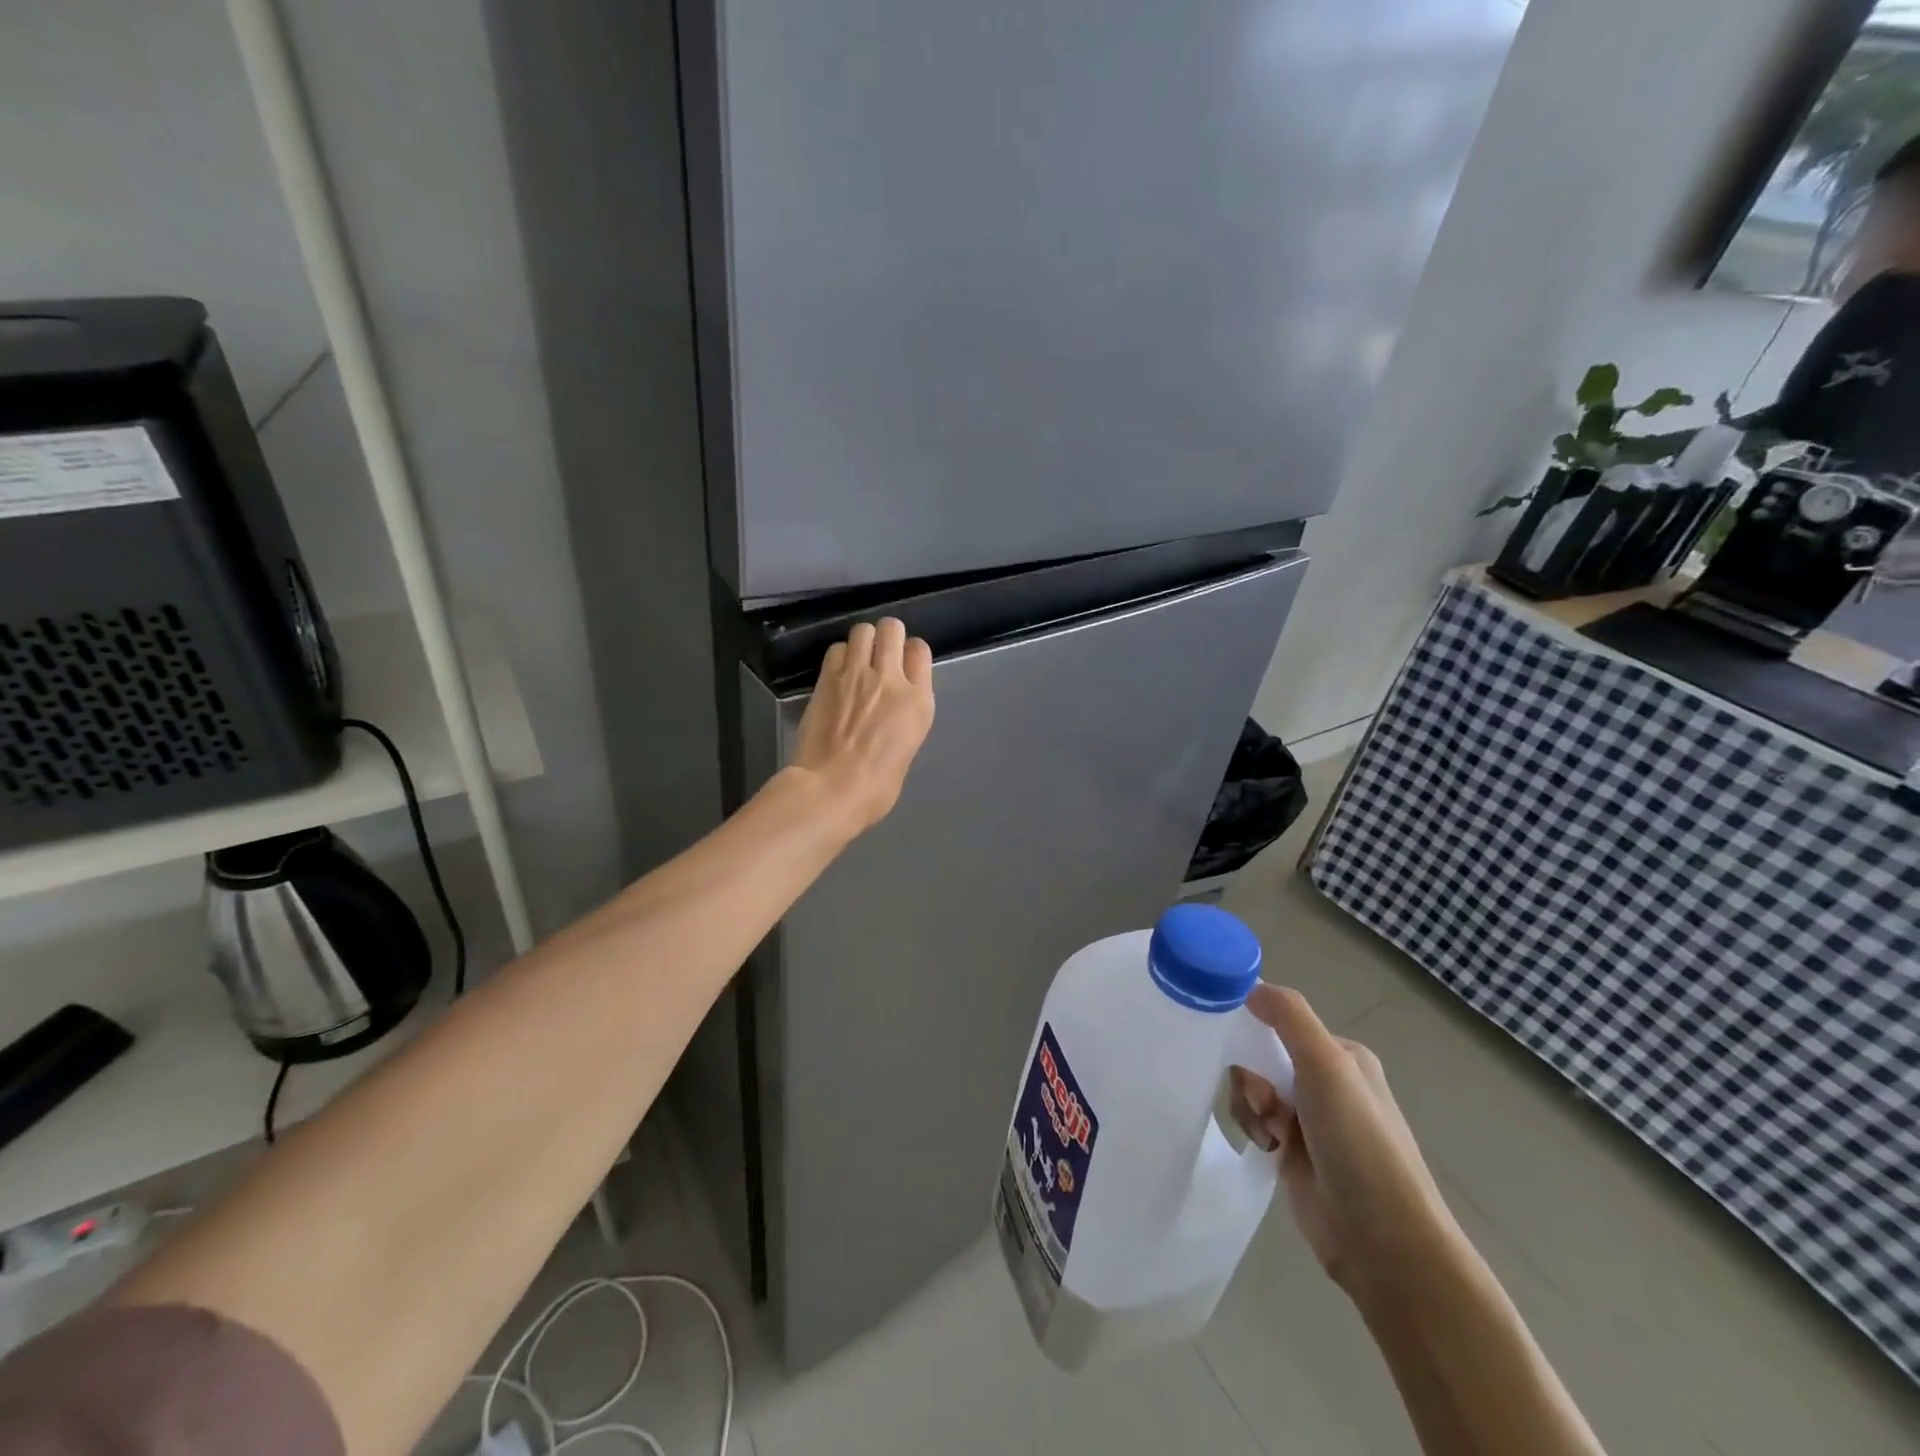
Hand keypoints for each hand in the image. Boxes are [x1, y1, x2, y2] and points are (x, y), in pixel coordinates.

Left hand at [789, 618, 934, 832]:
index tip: (903, 666)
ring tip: (857, 661)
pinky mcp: (827, 678)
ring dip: (862, 641)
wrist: (832, 789)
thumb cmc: (876, 786)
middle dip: (886, 636)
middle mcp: (890, 679)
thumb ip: (905, 716)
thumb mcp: (908, 748)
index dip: (910, 654)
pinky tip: (837, 674)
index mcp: (918, 701)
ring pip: (862, 630)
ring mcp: (856, 675)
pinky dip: (839, 656)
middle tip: (879, 655)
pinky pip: (836, 649)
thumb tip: (892, 705)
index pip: (920, 650)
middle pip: (891, 628)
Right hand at [1230, 985, 1462, 1309]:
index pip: (1281, 1022)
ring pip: (1252, 1089)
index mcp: (1342, 1056)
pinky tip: (1267, 1149)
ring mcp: (1309, 1121)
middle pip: (1260, 1055)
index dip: (1255, 1029)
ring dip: (1251, 1106)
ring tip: (1271, 1134)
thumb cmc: (1359, 1142)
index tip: (1239, 1044)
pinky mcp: (1292, 1153)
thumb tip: (1252, 987)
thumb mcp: (1327, 1065)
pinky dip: (1252, 1129)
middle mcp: (1326, 1083)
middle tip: (1265, 1101)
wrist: (1383, 1240)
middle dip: (1252, 1076)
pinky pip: (1253, 1122)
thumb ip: (1289, 1017)